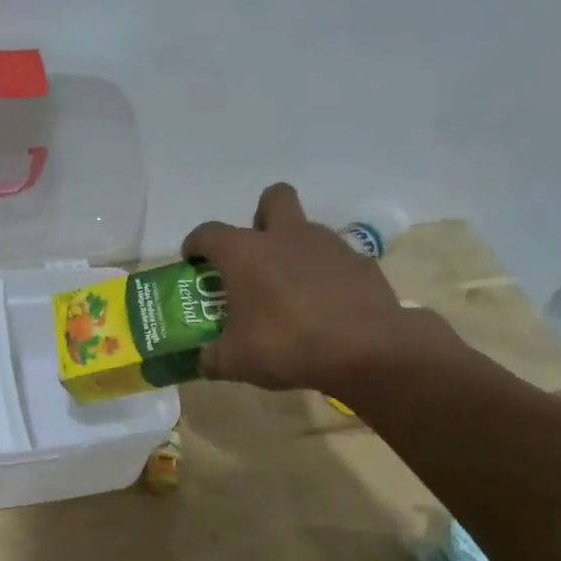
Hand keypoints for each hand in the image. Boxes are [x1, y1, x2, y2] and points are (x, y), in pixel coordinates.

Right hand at [183, 183, 460, 393]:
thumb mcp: (236, 362)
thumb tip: (203, 360)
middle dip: (261, 217)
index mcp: (245, 253)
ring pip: (306, 229)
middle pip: (272, 198)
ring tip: (291, 290)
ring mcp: (328, 245)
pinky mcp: (360, 263)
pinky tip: (325, 306)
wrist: (367, 349)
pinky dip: (326, 275)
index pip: (208, 233)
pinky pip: (335, 260)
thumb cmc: (288, 346)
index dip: (196, 244)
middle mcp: (285, 236)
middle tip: (255, 253)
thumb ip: (213, 357)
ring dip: (294, 249)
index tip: (193, 260)